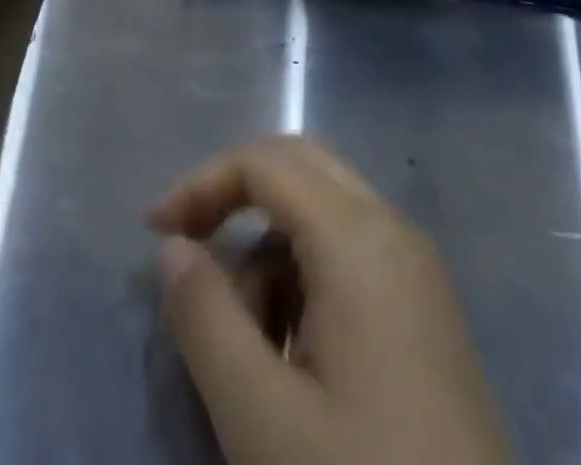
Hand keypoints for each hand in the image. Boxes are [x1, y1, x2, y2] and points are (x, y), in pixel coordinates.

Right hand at [150, 137, 512, 464]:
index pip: (266, 162)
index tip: (153, 233)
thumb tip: (175, 249)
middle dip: (236, 196)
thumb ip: (205, 317)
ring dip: (271, 249)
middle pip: (300, 165)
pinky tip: (296, 357)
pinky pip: (352, 253)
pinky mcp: (427, 309)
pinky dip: (307, 276)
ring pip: (324, 211)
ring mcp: (418, 268)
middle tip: (191, 251)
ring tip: (250, 343)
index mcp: (359, 236)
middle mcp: (394, 229)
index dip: (202, 182)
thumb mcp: (261, 417)